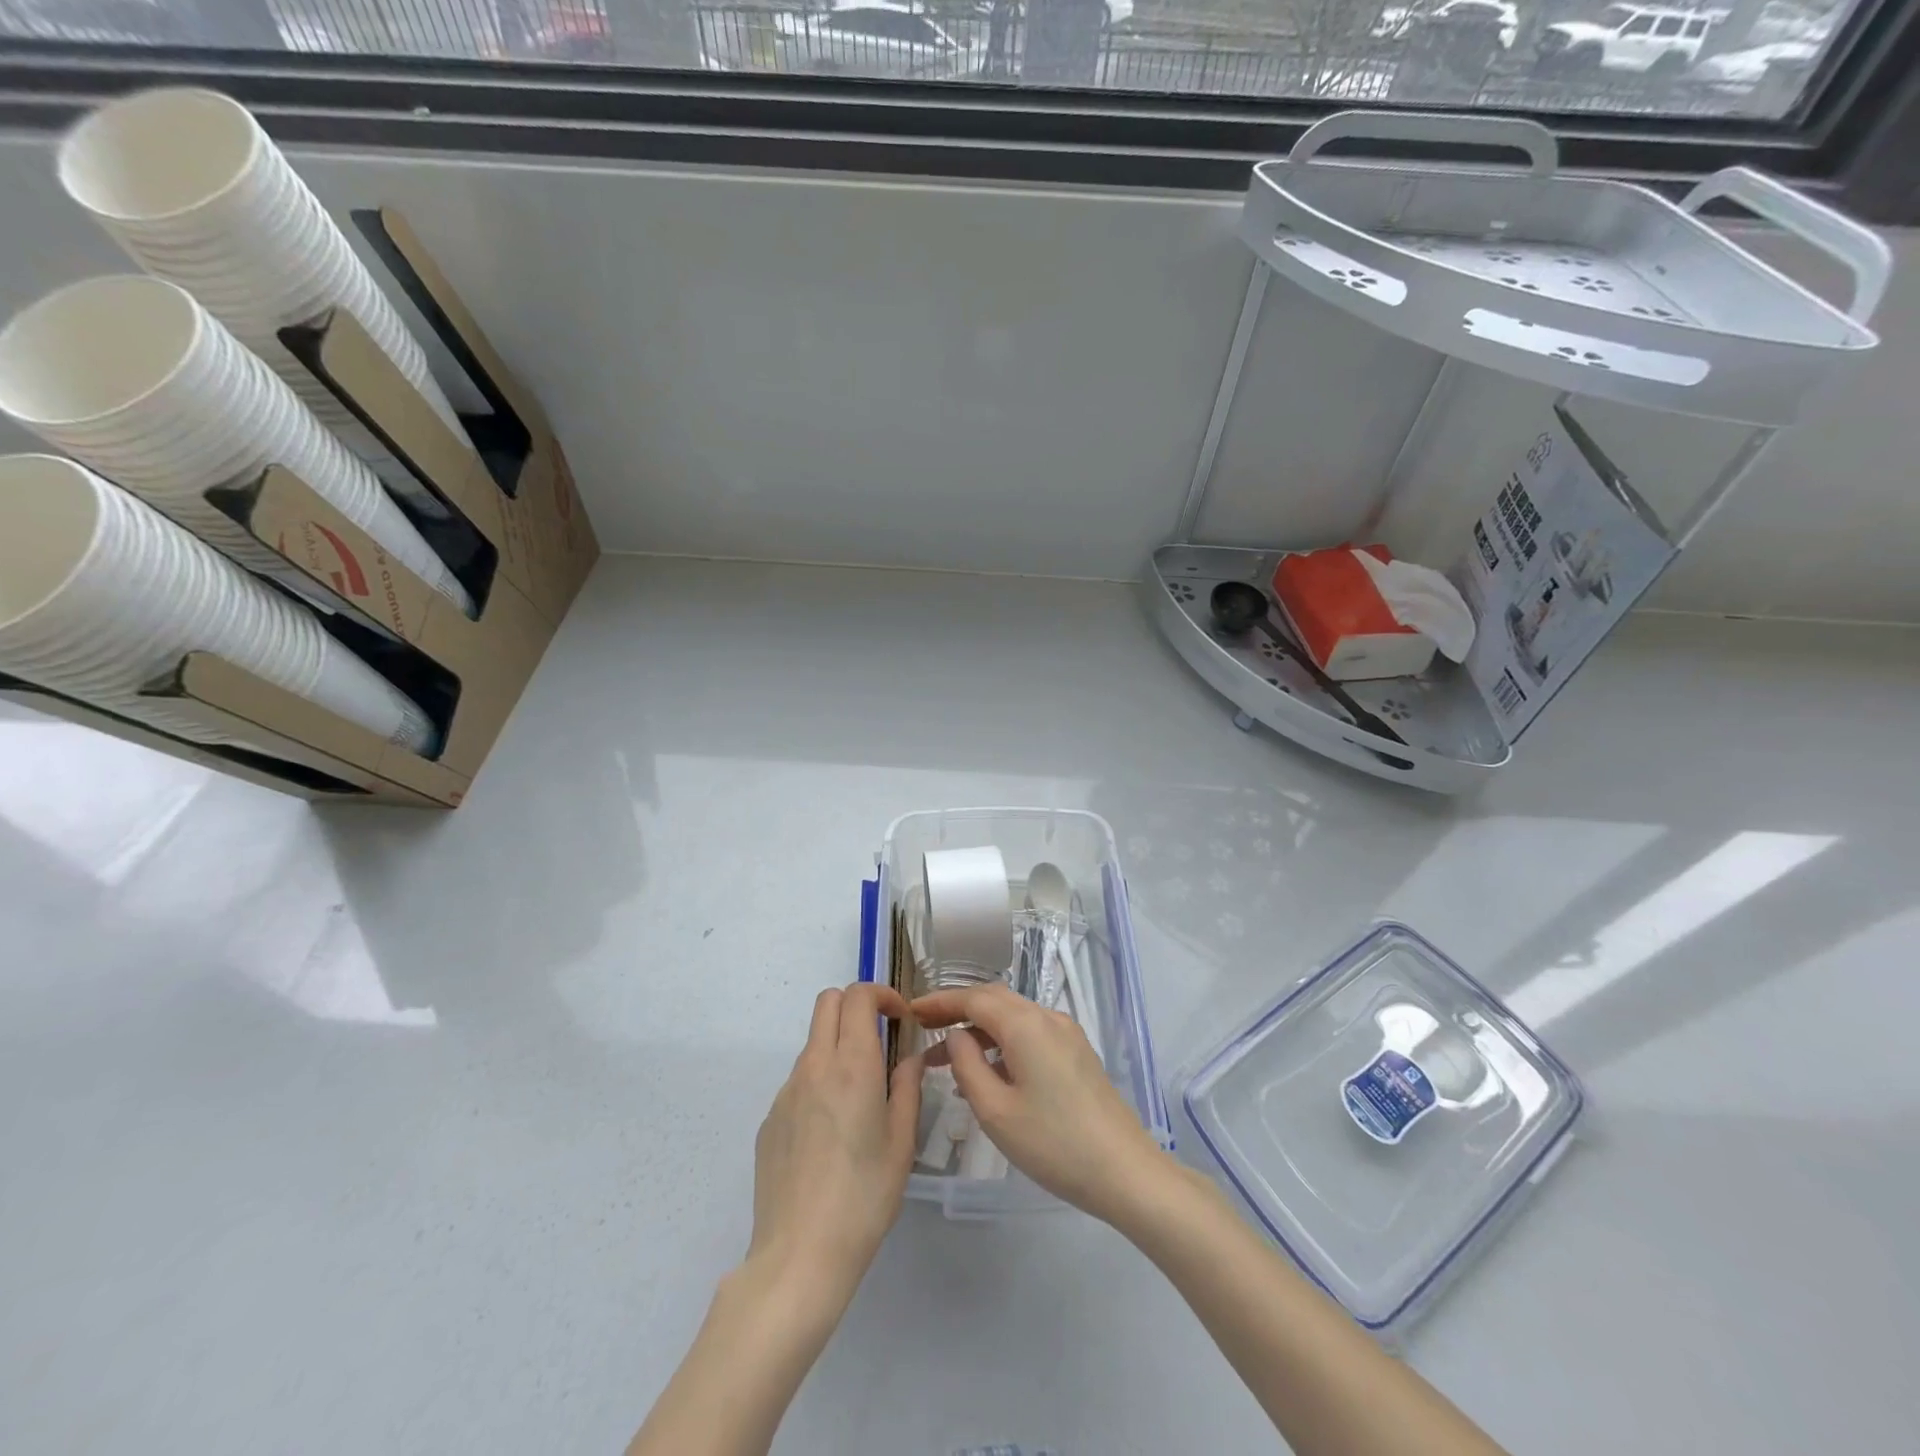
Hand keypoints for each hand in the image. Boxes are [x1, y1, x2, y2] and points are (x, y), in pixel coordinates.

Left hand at [747, 982, 921, 1314]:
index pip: (858, 996)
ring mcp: (786, 1092)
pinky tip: (830, 1134)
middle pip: (827, 1002)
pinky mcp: (770, 1119)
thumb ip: (907, 1089)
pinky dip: (819, 1083)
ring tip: (859, 1098)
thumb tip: (909, 1059)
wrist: (799, 1256)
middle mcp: (815, 1066)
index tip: (901, 1019)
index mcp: (852, 1065)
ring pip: (813, 1042)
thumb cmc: (863, 1199)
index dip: (882, 995)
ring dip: (838, 1046)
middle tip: (880, 1038)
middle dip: (856, 1006)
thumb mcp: (902, 1144)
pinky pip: (798, 1081)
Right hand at [913, 982, 1168, 1226]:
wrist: (1125, 1171)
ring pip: (1013, 1016)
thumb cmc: (1054, 1143)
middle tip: (923, 1029)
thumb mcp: (996, 1111)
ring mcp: (1066, 1033)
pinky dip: (1002, 1041)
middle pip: (994, 1000)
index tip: (910, 1011)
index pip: (974, 998)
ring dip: (979, 1028)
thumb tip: (955, 1035)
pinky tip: (987, 1072)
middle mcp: (1047, 1017)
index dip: (939, 1002)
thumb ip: (967, 1065)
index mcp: (1025, 1024)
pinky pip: (1030, 1033)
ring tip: (946, 1059)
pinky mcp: (1077, 1053)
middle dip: (957, 1010)